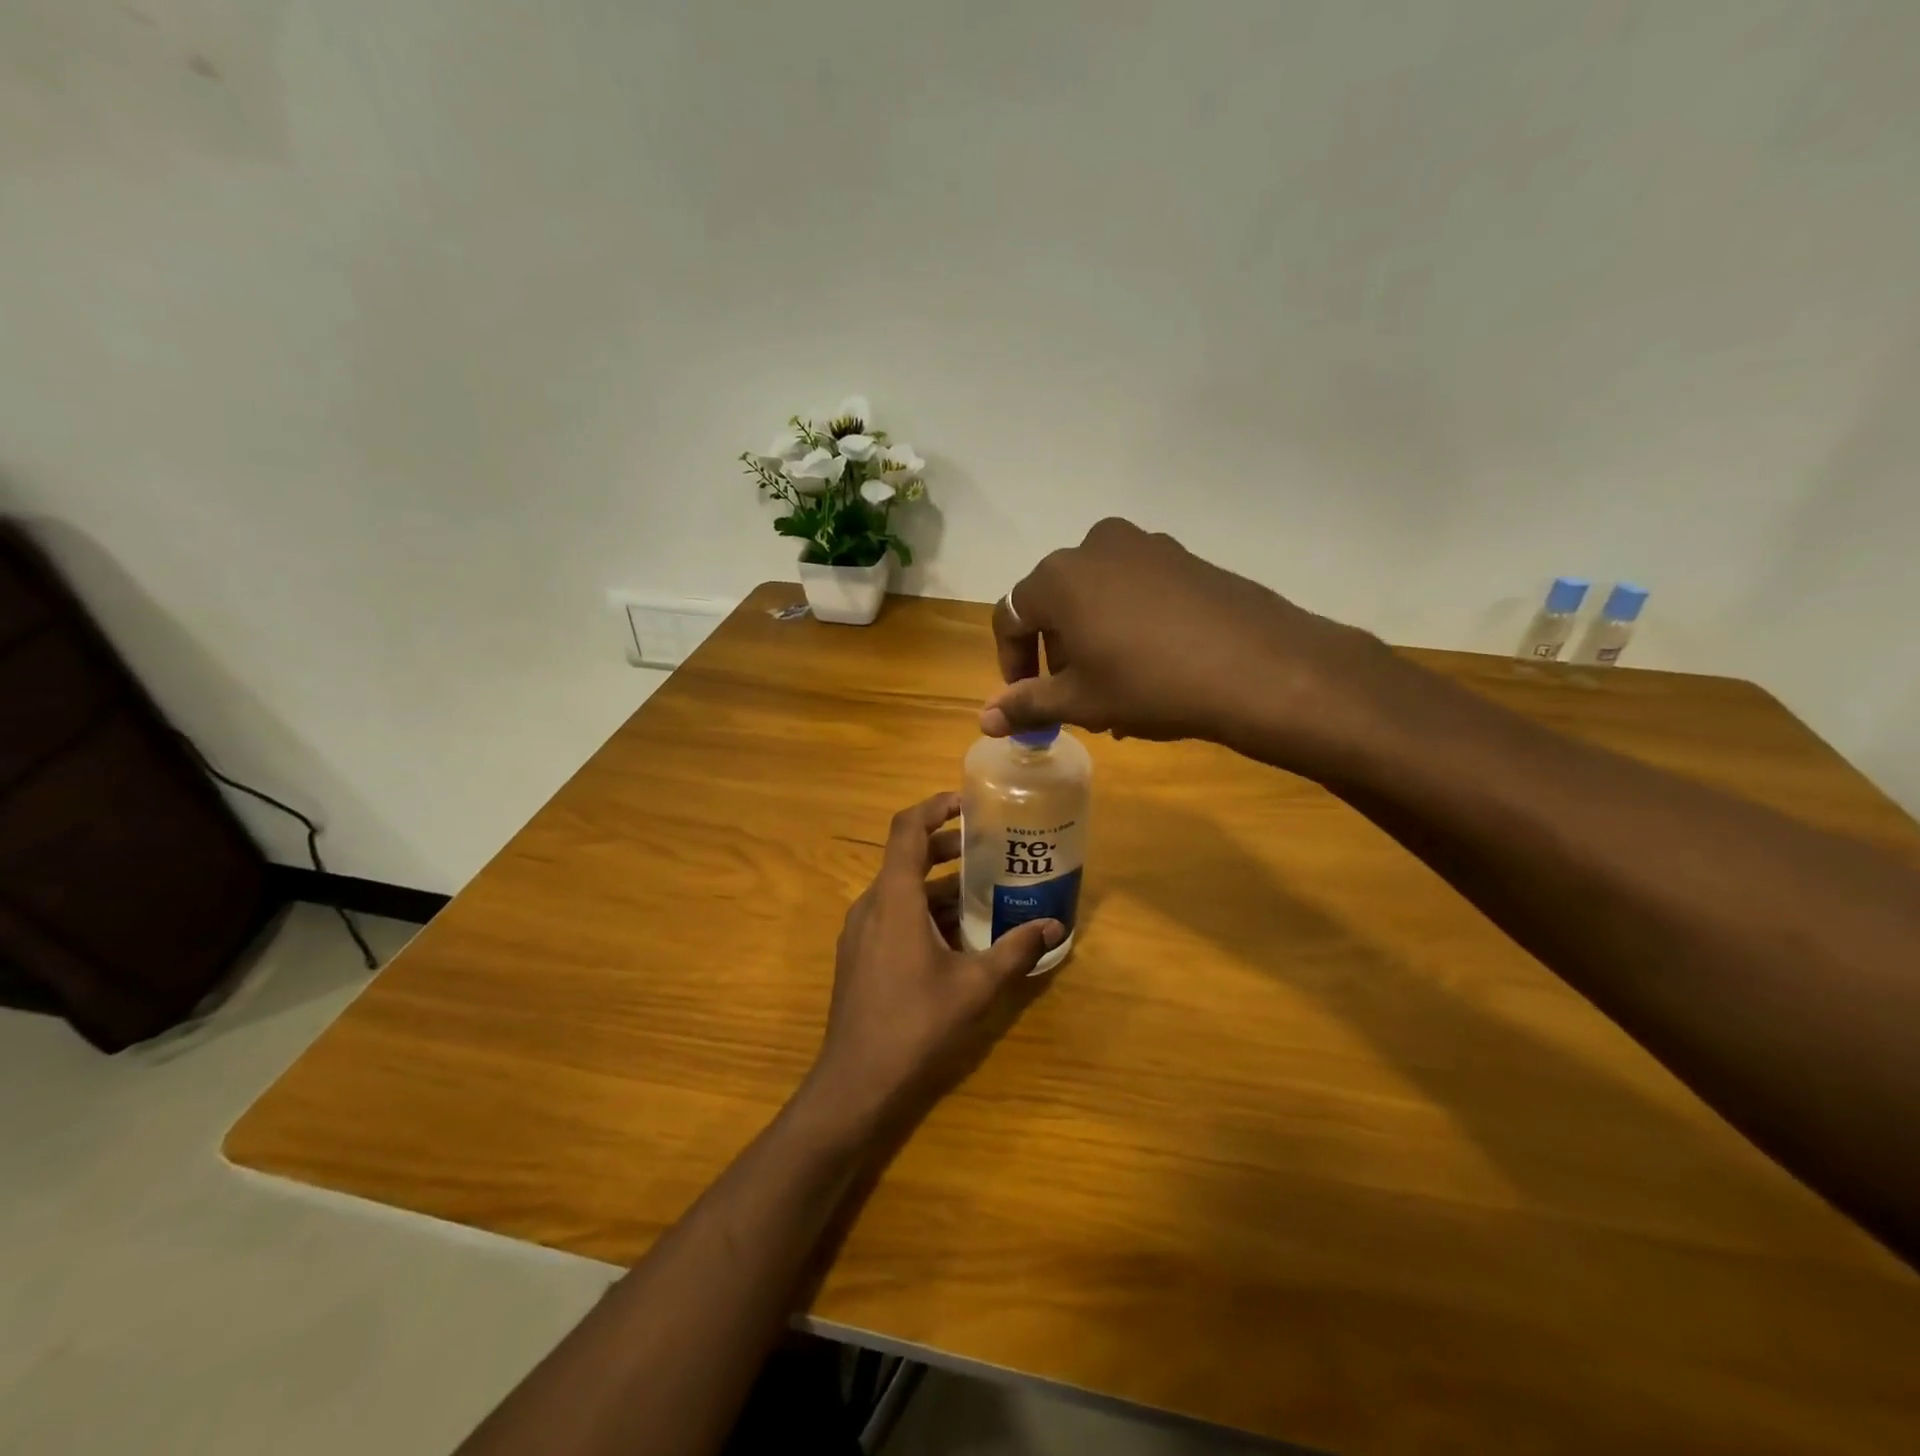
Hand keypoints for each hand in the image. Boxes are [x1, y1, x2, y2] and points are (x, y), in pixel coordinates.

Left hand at [806, 793, 1063, 1125]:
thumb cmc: (916, 1024)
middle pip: (906, 859)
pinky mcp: (859, 958)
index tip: (967, 804)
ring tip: (981, 896)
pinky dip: (922, 914)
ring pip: (900, 892)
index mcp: (894, 898)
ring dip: (937, 888)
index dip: (934, 807)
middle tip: (987, 850)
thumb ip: (1016, 950)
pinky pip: (892, 918)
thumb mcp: (975, 986)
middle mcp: (871, 906)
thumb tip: (1054, 926)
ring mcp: (860, 933)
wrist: (856, 1084)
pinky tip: (954, 941)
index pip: (907, 829)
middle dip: (946, 850)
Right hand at [981, 517, 1392, 772]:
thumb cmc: (1150, 684)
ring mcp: (1146, 546)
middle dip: (1056, 654)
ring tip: (1116, 690)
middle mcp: (1095, 547)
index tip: (1028, 700)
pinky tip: (1153, 666)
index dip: (1011, 662)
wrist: (1258, 668)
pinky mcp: (1185, 558)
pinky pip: (1137, 590)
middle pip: (1056, 604)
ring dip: (1093, 642)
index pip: (1011, 616)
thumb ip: (1026, 704)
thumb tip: (984, 720)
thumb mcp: (1081, 701)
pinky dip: (1128, 625)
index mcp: (1059, 577)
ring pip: (1098, 598)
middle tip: (1074, 698)